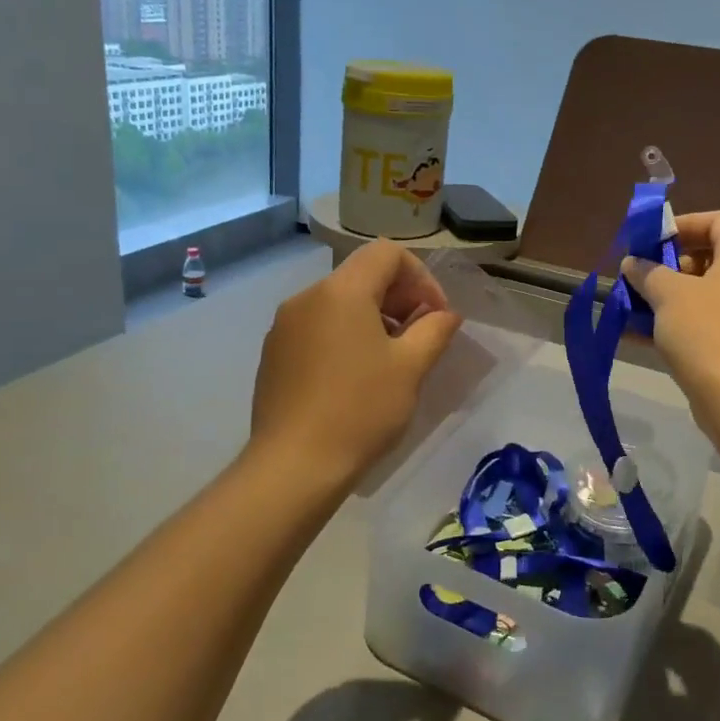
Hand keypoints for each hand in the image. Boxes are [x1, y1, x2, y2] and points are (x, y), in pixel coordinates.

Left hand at [250, 240, 462, 485]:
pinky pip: (318, 327)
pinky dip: (345, 336)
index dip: (421, 277)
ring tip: (391, 360)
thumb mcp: (411, 368)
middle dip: (399, 298)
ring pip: (339, 302)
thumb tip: (445, 314)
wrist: (293, 466)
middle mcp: (307, 297)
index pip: (387, 253)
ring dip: (374, 318)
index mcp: (341, 291)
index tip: (434, 316)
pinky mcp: (274, 353)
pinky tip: (356, 377)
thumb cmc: (360, 410)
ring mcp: (284, 325)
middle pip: (362, 274)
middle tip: (420, 338)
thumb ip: (434, 330)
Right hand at [623, 210, 719, 413]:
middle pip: (712, 255)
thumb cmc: (704, 330)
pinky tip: (638, 333)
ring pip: (705, 290)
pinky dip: (676, 320)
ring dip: (668, 293)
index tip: (653, 240)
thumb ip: (647, 272)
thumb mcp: (667, 294)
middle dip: (670, 263)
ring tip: (634, 303)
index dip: (685, 224)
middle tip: (642, 273)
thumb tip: (633, 263)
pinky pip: (706, 319)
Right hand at [637, 624, 719, 720]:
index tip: (644, 628)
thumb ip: (651, 681)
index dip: (669, 630)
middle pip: (705, 649)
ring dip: (685, 660)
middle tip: (645, 642)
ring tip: (655, 662)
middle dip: (676, 643)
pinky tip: (672, 687)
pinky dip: (694, 677)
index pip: (695, 637)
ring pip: (711, 666)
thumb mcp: (657, 718)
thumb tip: (642, 657)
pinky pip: (717, 683)